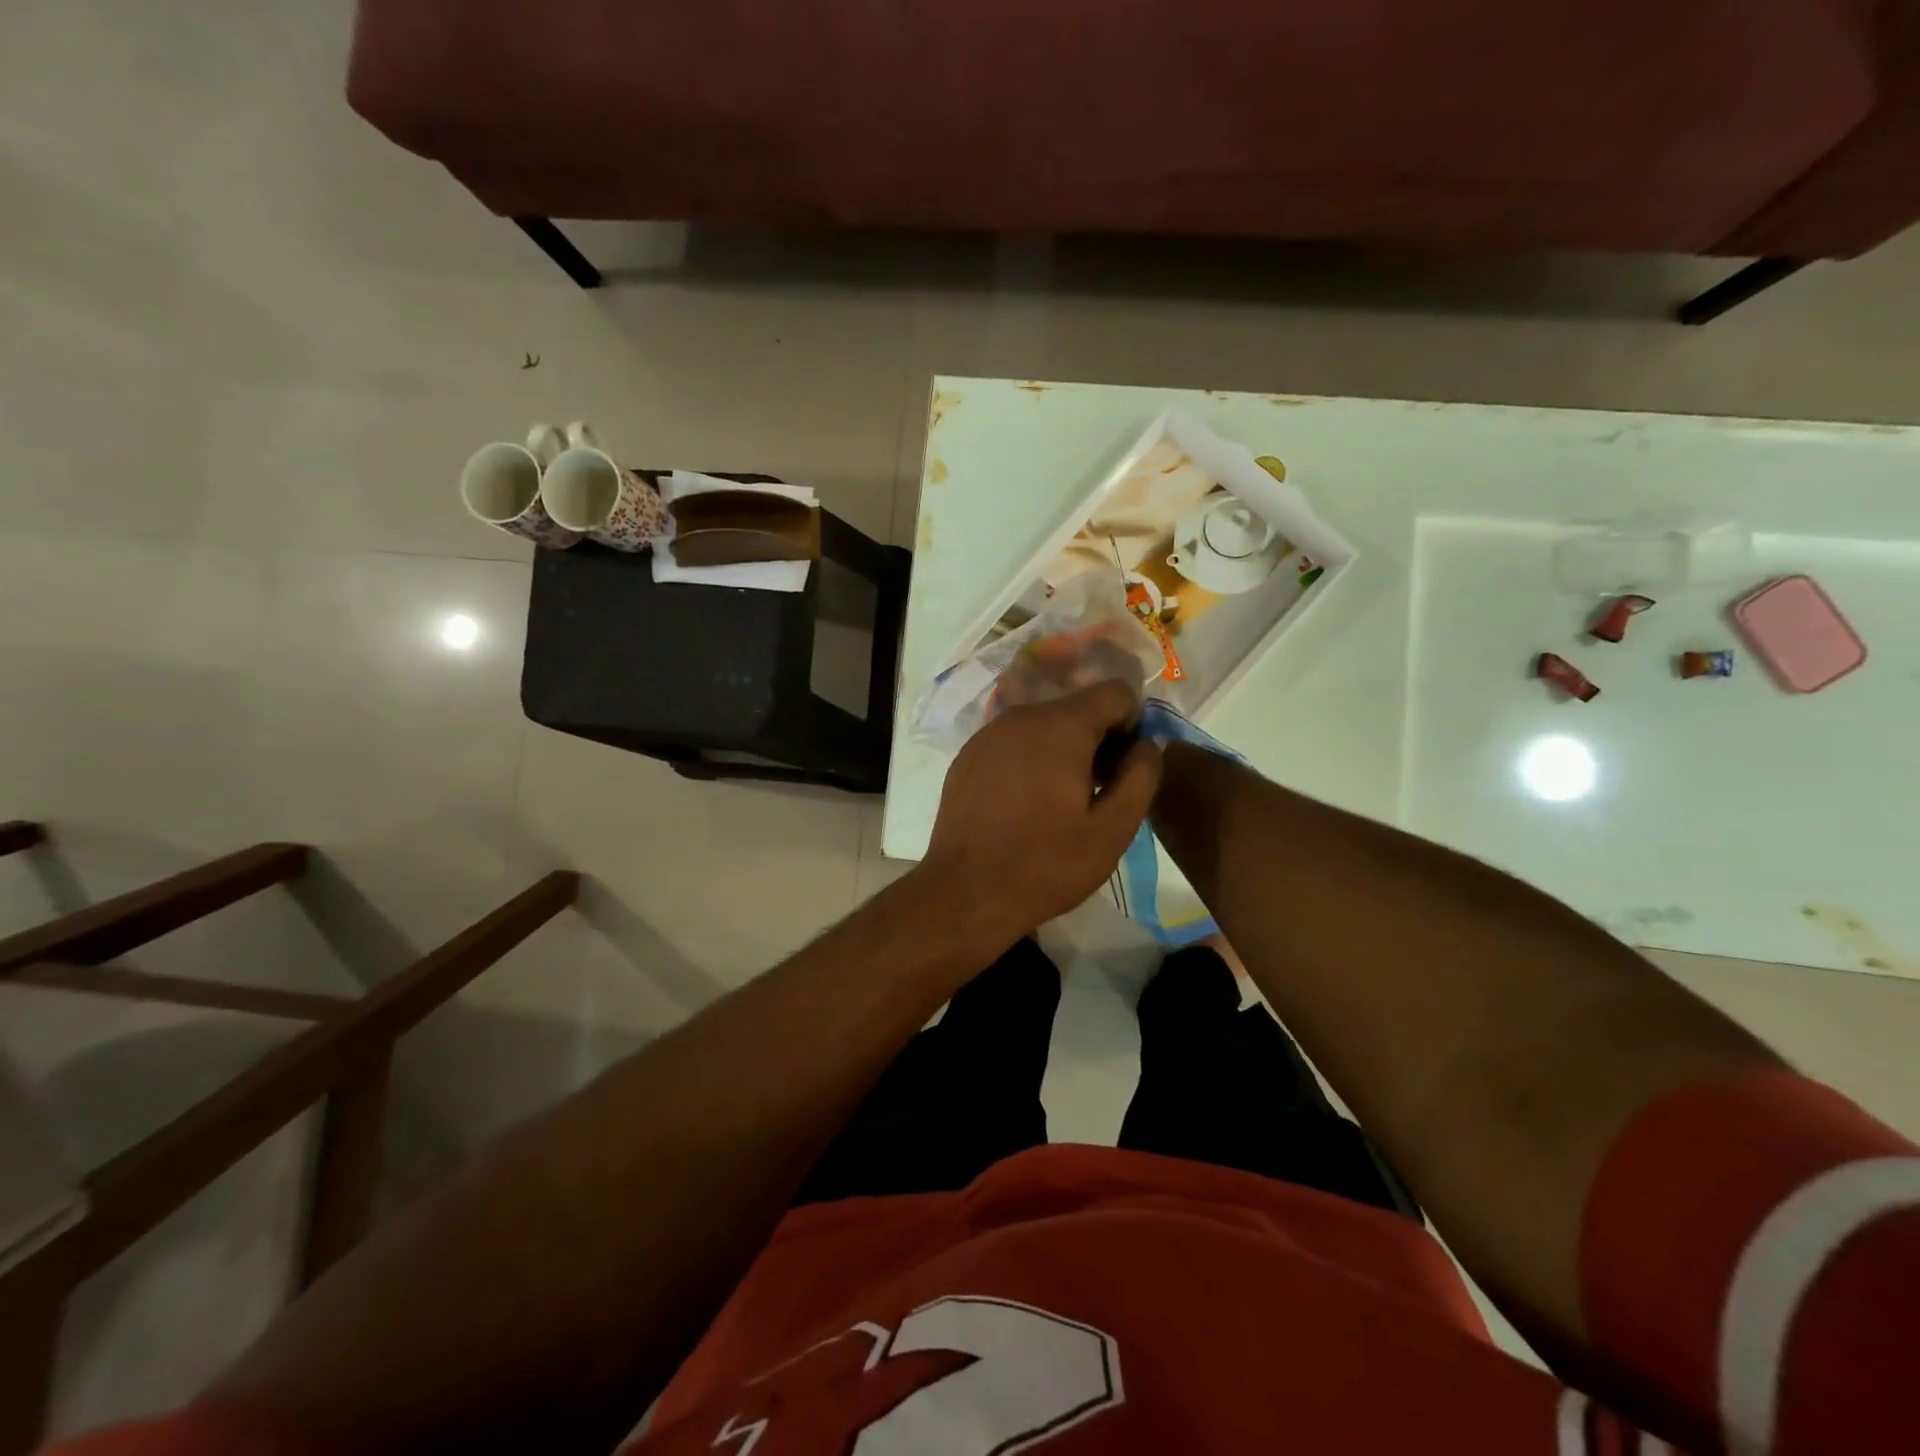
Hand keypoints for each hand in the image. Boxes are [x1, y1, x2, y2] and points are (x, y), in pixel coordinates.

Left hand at [919, 679, 1162, 946]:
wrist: (966, 891)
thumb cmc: (1046, 863)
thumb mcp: (1113, 829)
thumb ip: (1141, 776)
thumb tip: (1147, 744)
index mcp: (1061, 725)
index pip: (1114, 692)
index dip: (1133, 724)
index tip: (1126, 767)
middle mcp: (1022, 716)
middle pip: (1077, 708)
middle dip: (1098, 740)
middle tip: (1099, 792)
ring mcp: (988, 734)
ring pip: (1043, 725)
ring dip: (1063, 751)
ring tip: (1062, 802)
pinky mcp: (967, 756)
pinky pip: (1013, 743)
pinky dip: (1030, 760)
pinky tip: (1026, 804)